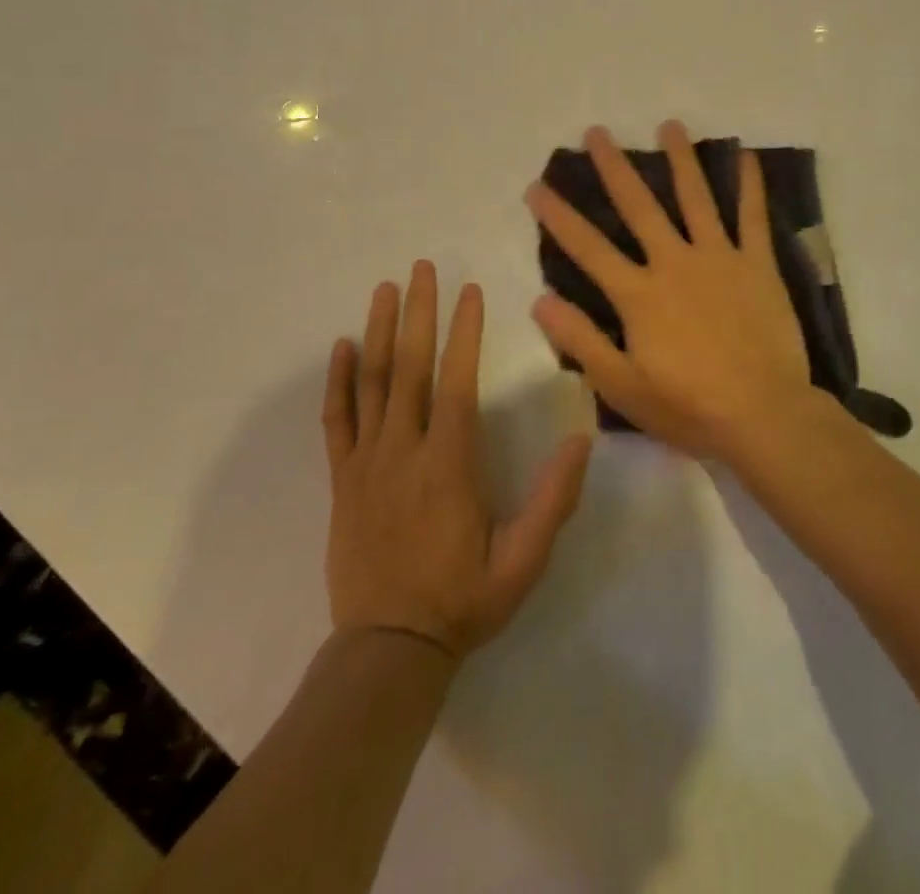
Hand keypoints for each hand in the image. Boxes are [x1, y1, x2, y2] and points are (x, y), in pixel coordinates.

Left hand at [323, 261, 591, 658]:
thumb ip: (553, 500)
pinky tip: (341, 347)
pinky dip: (338, 381)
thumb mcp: (522, 561)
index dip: (464, 332)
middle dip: (417, 312)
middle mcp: (404, 450)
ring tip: (383, 289)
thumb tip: (583, 441)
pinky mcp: (342, 480)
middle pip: (409, 367)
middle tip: (421, 268)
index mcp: (449, 464)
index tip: (468, 290)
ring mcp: (367, 463)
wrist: (388, 651)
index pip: (457, 381)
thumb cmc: (462, 602)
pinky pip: (336, 421)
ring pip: (371, 383)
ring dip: (377, 331)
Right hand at [525, 121, 828, 459]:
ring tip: (669, 125)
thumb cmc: (688, 407)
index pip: (588, 248)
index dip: (559, 216)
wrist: (763, 415)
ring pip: (696, 198)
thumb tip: (540, 300)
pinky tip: (745, 155)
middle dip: (613, 168)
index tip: (537, 186)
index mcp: (638, 294)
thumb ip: (580, 340)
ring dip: (680, 160)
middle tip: (597, 133)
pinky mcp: (758, 265)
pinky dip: (750, 185)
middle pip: (639, 206)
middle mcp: (674, 263)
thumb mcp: (621, 385)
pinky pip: (753, 217)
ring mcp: (719, 258)